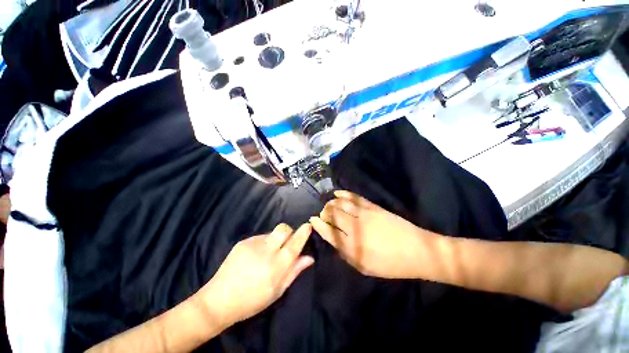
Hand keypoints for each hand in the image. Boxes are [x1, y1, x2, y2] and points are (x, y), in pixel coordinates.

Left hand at [196, 223, 313, 327]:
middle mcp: (266, 251)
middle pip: (283, 229)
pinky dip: (264, 243)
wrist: (218, 300)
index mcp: (276, 266)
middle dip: (289, 231)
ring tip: (267, 255)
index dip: (303, 233)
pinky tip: (255, 256)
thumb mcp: (277, 291)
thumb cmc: (252, 301)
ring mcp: (253, 244)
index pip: (294, 244)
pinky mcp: (243, 242)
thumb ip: (294, 271)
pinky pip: (260, 237)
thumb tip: (309, 257)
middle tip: (287, 241)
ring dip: (275, 239)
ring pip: (272, 233)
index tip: (308, 225)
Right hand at [310, 191, 434, 278]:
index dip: (318, 225)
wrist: (417, 251)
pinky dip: (344, 194)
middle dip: (324, 213)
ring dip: (331, 203)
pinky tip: (337, 193)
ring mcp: (364, 214)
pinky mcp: (373, 207)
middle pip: (333, 215)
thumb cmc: (390, 264)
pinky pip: (354, 197)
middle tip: (322, 214)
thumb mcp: (365, 267)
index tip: (312, 220)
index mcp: (352, 246)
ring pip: (341, 204)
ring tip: (329, 204)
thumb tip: (334, 241)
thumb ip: (346, 254)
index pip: (329, 232)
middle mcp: (355, 227)